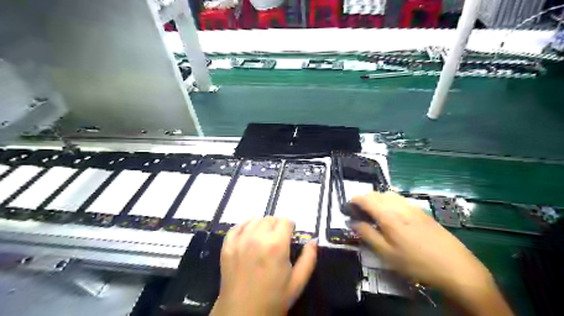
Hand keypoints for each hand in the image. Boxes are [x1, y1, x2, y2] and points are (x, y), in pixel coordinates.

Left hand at [212, 217, 315, 315]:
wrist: (242, 315)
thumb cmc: (274, 299)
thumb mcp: (298, 282)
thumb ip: (309, 258)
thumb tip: (314, 240)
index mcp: (276, 245)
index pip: (285, 221)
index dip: (290, 227)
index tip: (291, 235)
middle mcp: (257, 237)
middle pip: (271, 219)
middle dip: (277, 225)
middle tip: (279, 238)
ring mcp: (240, 240)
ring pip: (255, 220)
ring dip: (263, 224)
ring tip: (265, 237)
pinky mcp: (227, 246)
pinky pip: (237, 226)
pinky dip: (245, 225)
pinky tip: (250, 230)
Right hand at [352, 192, 491, 294]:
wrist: (456, 268)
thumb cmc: (416, 263)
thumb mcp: (387, 253)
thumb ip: (367, 235)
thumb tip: (352, 222)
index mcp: (389, 216)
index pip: (367, 199)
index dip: (354, 200)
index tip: (347, 206)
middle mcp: (400, 206)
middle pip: (378, 194)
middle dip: (365, 198)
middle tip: (359, 211)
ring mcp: (413, 208)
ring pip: (390, 195)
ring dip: (378, 199)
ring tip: (374, 213)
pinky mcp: (423, 212)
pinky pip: (400, 200)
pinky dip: (390, 202)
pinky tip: (392, 216)